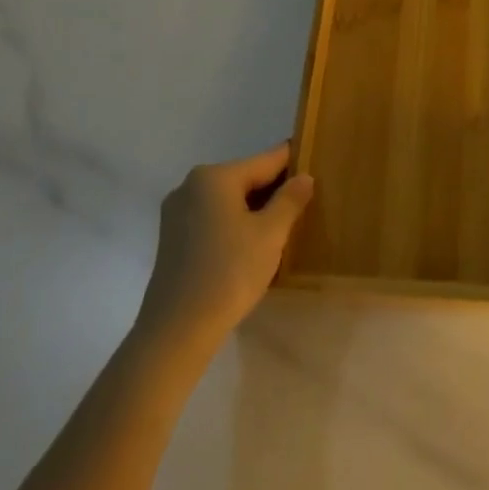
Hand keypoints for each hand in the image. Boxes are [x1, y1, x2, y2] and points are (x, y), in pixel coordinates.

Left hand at [138, 143, 312, 350]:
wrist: (178, 329)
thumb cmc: (229, 272)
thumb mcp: (271, 234)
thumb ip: (290, 200)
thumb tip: (304, 177)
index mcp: (214, 177)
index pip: (265, 160)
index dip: (293, 162)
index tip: (316, 162)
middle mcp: (190, 186)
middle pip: (244, 178)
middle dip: (274, 189)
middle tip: (306, 202)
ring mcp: (177, 212)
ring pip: (228, 200)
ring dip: (255, 209)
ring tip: (284, 225)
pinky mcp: (172, 238)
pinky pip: (212, 218)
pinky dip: (234, 223)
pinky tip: (253, 243)